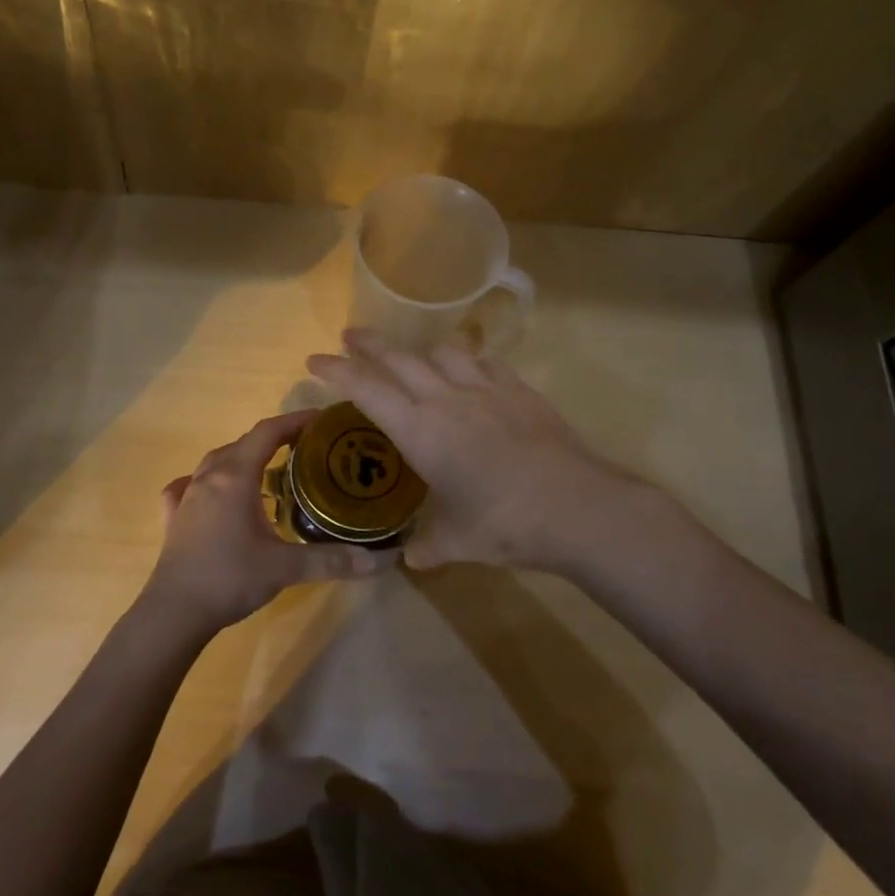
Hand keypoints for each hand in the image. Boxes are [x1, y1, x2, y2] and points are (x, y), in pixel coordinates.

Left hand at [141, 409, 396, 638]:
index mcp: (236, 476)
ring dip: (244, 458)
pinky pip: (190, 485)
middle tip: (306, 449)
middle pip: (244, 443)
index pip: (268, 432)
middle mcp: (209, 476)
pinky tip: (212, 494)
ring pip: (217, 461)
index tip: (322, 420)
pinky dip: (208, 482)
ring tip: (269, 471)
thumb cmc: (230, 578)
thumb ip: (333, 559)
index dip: (296, 420)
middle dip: (275, 439)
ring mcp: (186, 495)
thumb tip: (381, 559)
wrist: (174, 611)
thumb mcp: (286, 567)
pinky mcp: (173, 516)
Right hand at [306, 329, 648, 571]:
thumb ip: (427, 546)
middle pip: (399, 358)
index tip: (314, 359)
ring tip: (410, 356)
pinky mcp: (520, 390)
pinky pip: (484, 361)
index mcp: (421, 431)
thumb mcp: (458, 542)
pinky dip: (465, 360)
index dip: (337, 370)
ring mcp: (487, 389)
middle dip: (369, 345)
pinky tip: (467, 369)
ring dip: (418, 349)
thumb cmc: (507, 525)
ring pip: (443, 351)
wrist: (579, 507)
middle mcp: (447, 399)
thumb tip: (408, 559)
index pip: (367, 389)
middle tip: (349, 336)